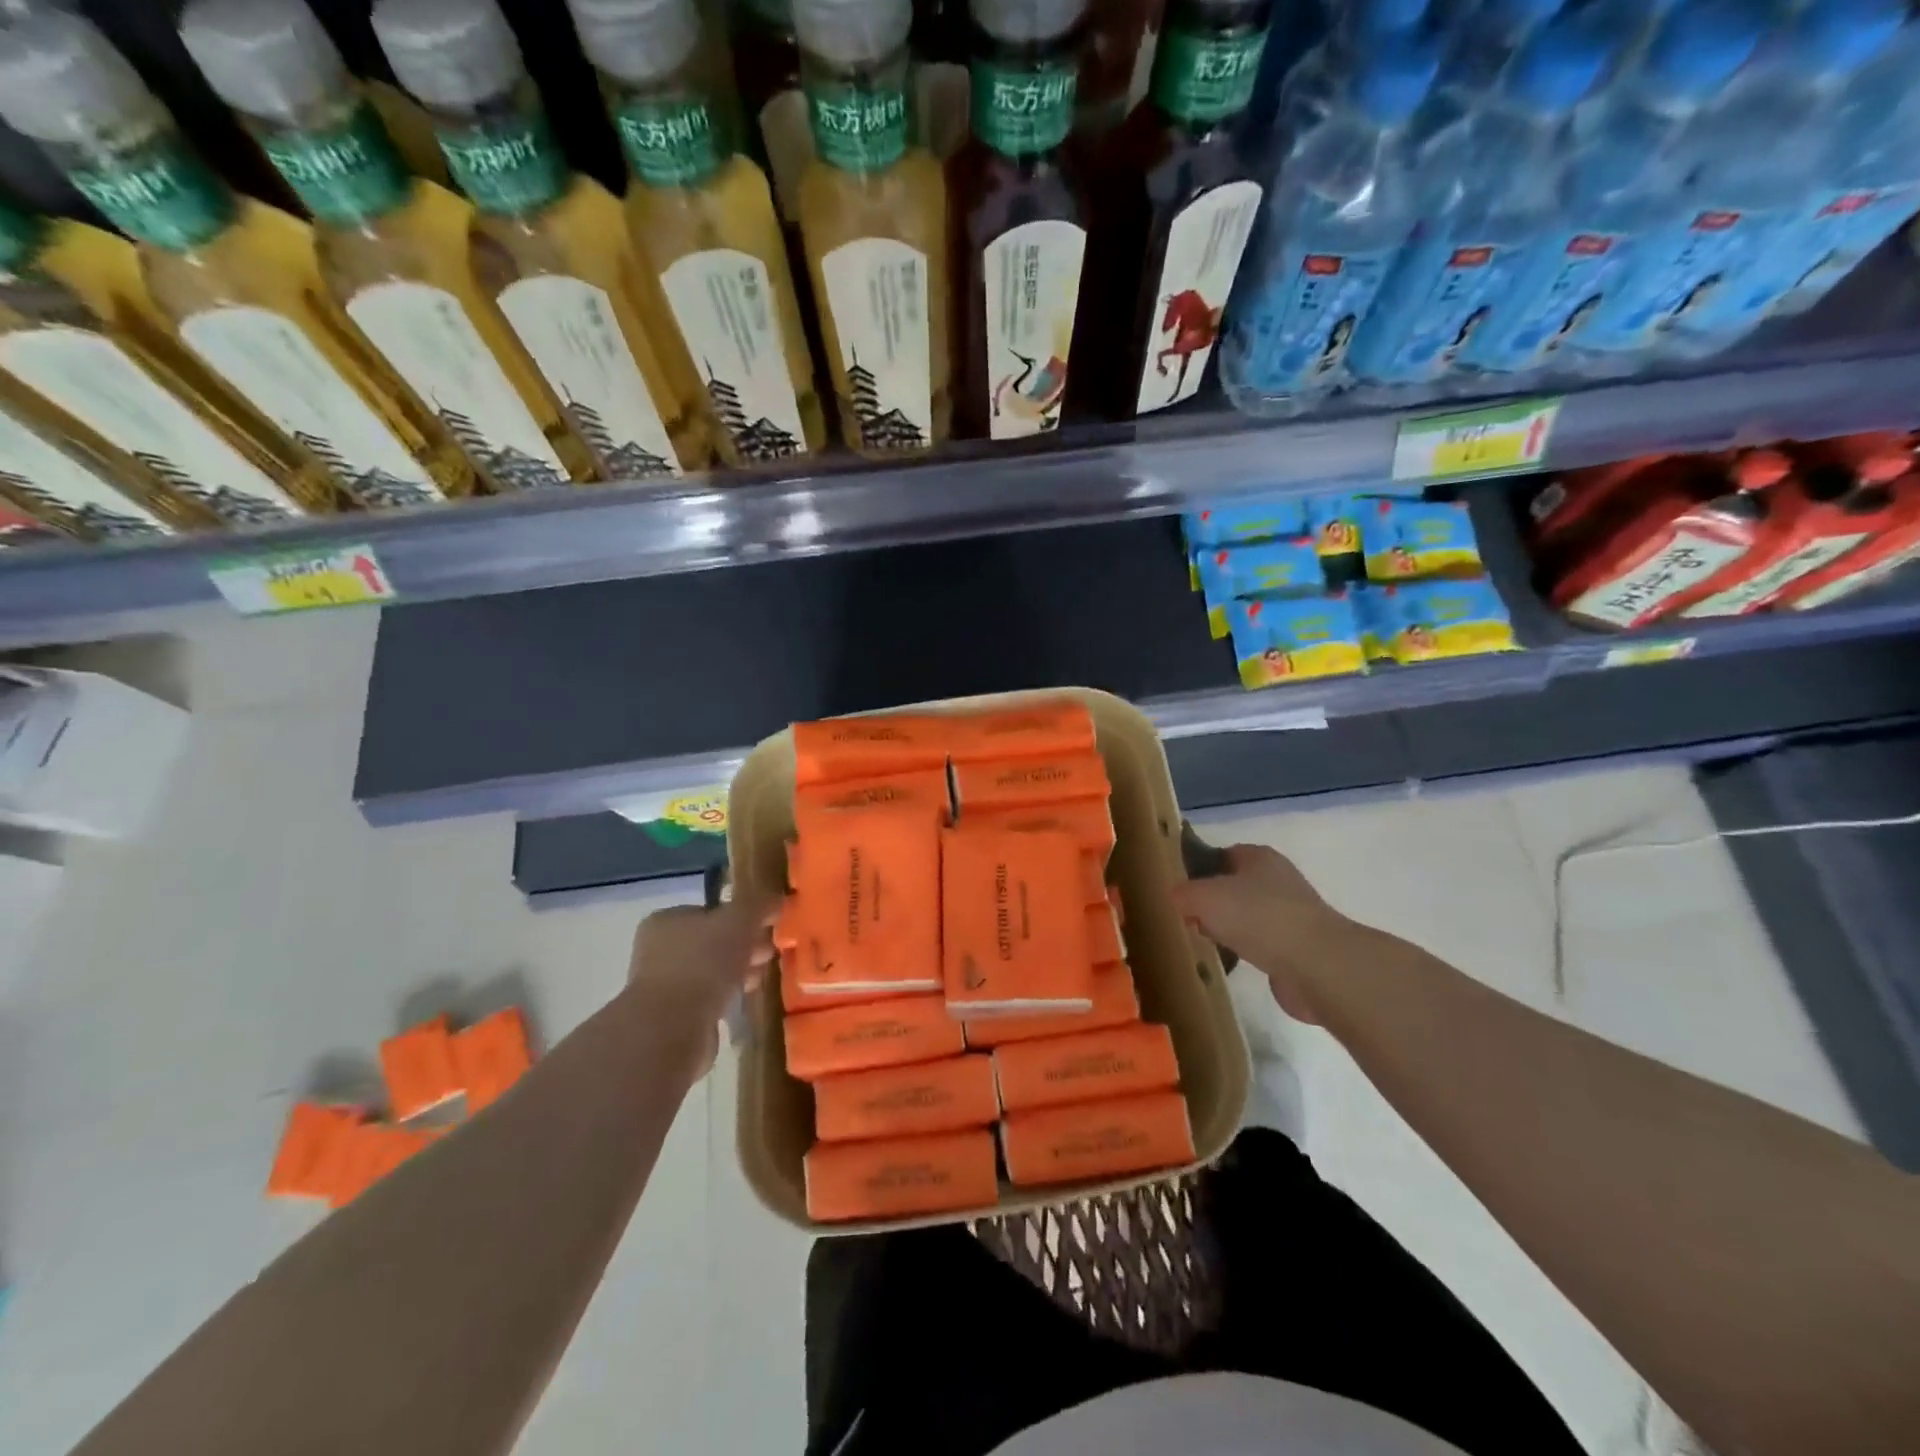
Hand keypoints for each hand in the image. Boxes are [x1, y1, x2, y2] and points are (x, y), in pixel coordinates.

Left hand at [624, 894, 778, 1073]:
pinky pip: (709, 998)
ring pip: (712, 971)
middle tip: (769, 954)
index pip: (711, 911)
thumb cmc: (704, 962)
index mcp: (666, 920)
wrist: (673, 1028)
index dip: (742, 918)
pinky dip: (727, 997)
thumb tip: (777, 899)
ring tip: (760, 979)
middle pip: (712, 941)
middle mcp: (659, 950)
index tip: (767, 929)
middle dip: (744, 947)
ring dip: (738, 973)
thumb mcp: (740, 920)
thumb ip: (759, 905)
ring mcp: (663, 985)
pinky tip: (743, 1000)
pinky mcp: (673, 1017)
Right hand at [1172, 844, 1351, 1023]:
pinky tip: (1230, 962)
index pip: (1224, 854)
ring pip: (1247, 917)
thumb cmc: (1258, 917)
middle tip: (1186, 918)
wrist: (1317, 965)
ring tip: (1204, 941)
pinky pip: (1260, 945)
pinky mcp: (1297, 949)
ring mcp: (1291, 915)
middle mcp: (1278, 881)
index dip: (1200, 867)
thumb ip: (1183, 892)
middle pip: (1235, 886)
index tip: (1179, 888)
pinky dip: (1245, 952)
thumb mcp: (1204, 896)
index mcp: (1260, 857)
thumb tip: (1176, 896)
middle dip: (1212, 902)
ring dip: (1228, 929)